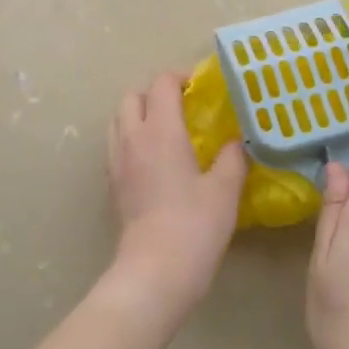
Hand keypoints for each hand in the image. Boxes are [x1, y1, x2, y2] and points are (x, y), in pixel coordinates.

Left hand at [105, 72, 247, 324]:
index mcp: (161, 131)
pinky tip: (155, 161)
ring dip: (139, 115)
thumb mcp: (226, 189)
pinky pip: (116, 146)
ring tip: (167, 131)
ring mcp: (117, 162)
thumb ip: (232, 157)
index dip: (181, 78)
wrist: (155, 270)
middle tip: (182, 107)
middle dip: (155, 94)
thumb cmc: (195, 225)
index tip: (201, 88)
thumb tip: (236, 141)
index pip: (162, 84)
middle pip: (132, 97)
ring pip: (119, 120)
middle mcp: (132, 139)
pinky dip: (132, 140)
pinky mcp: (112, 185)